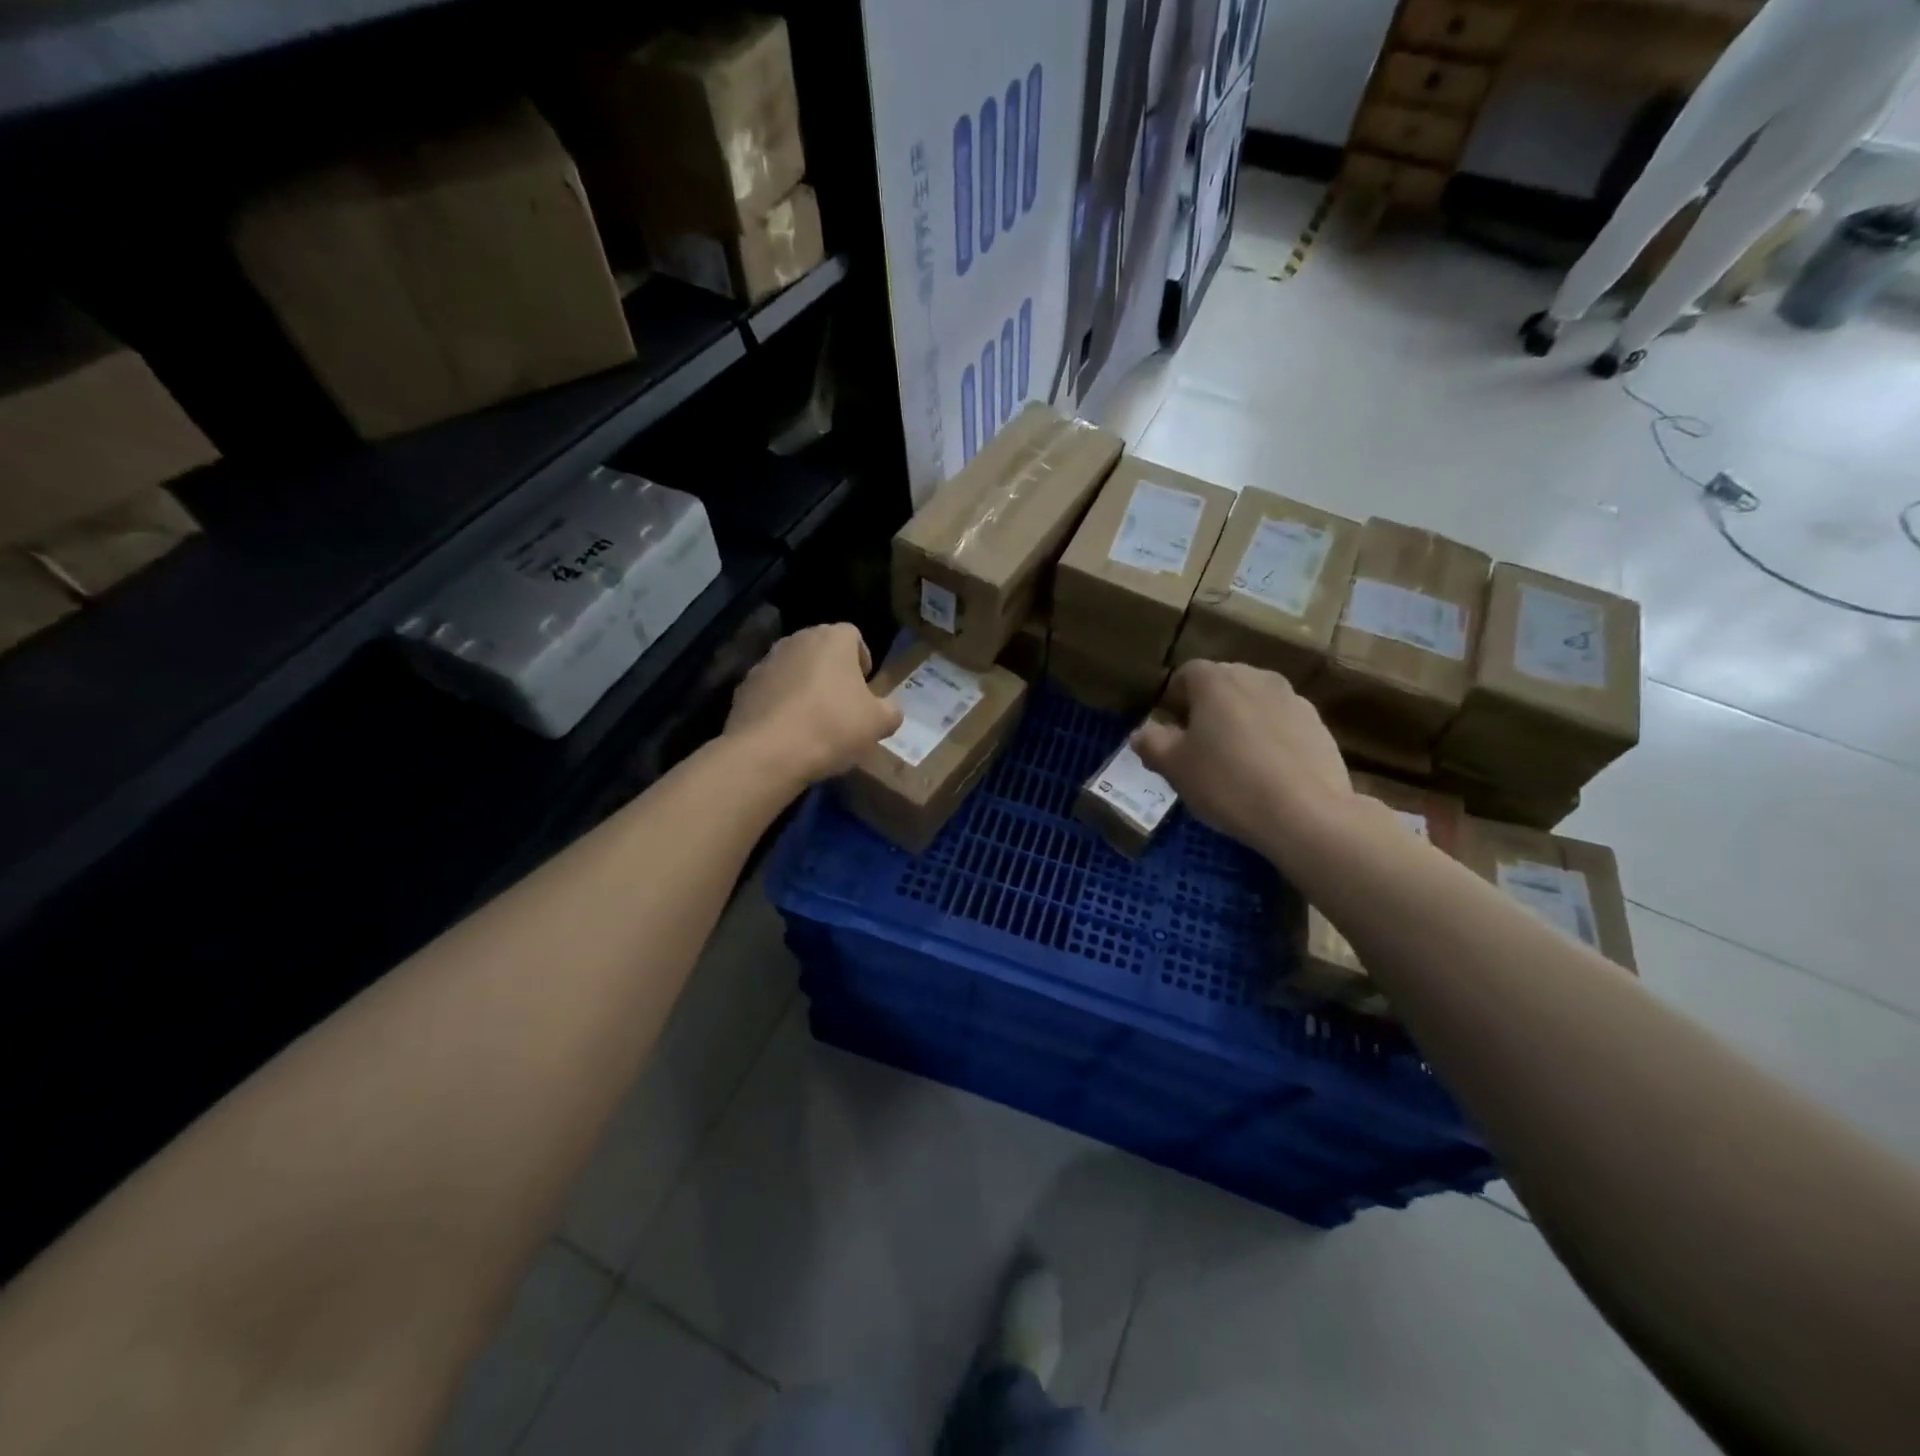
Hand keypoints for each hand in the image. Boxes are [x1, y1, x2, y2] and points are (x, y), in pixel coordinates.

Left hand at [725, 625, 903, 786]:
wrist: (768, 752)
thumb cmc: (832, 727)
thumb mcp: (878, 724)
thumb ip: (890, 712)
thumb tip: (889, 711)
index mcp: (832, 639)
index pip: (853, 635)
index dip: (862, 659)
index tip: (864, 688)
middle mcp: (797, 640)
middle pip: (821, 650)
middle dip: (833, 672)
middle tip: (842, 705)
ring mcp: (766, 662)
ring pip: (794, 668)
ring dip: (805, 686)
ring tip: (813, 721)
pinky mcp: (744, 687)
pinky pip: (772, 690)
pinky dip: (781, 703)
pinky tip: (788, 732)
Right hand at [1132, 660, 1353, 863]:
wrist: (1306, 815)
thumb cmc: (1228, 783)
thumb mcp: (1175, 768)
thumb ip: (1152, 744)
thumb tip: (1141, 732)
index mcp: (1216, 681)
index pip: (1188, 673)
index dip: (1176, 697)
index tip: (1171, 727)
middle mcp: (1256, 678)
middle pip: (1224, 683)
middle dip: (1209, 706)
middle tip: (1199, 745)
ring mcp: (1293, 699)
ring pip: (1256, 702)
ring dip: (1242, 720)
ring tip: (1236, 760)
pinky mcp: (1319, 725)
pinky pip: (1282, 723)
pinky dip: (1271, 738)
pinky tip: (1268, 773)